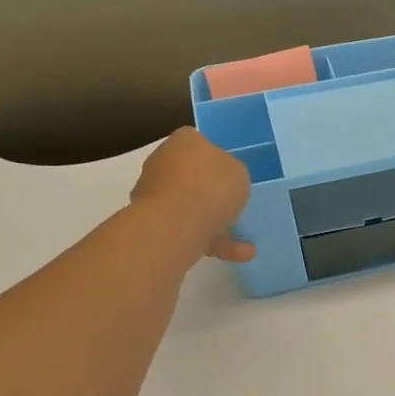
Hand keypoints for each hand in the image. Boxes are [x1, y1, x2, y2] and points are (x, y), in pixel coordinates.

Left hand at [130, 128, 255, 262]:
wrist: (177, 222)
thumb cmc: (212, 186)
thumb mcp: (239, 171)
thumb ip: (232, 172)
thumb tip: (223, 178)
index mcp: (184, 141)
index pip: (199, 143)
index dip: (216, 160)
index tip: (230, 177)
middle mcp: (162, 162)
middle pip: (190, 176)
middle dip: (210, 194)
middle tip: (233, 208)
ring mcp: (152, 193)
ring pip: (189, 206)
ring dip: (214, 223)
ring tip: (243, 243)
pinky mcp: (151, 222)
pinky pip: (186, 228)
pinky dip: (208, 240)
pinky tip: (235, 254)